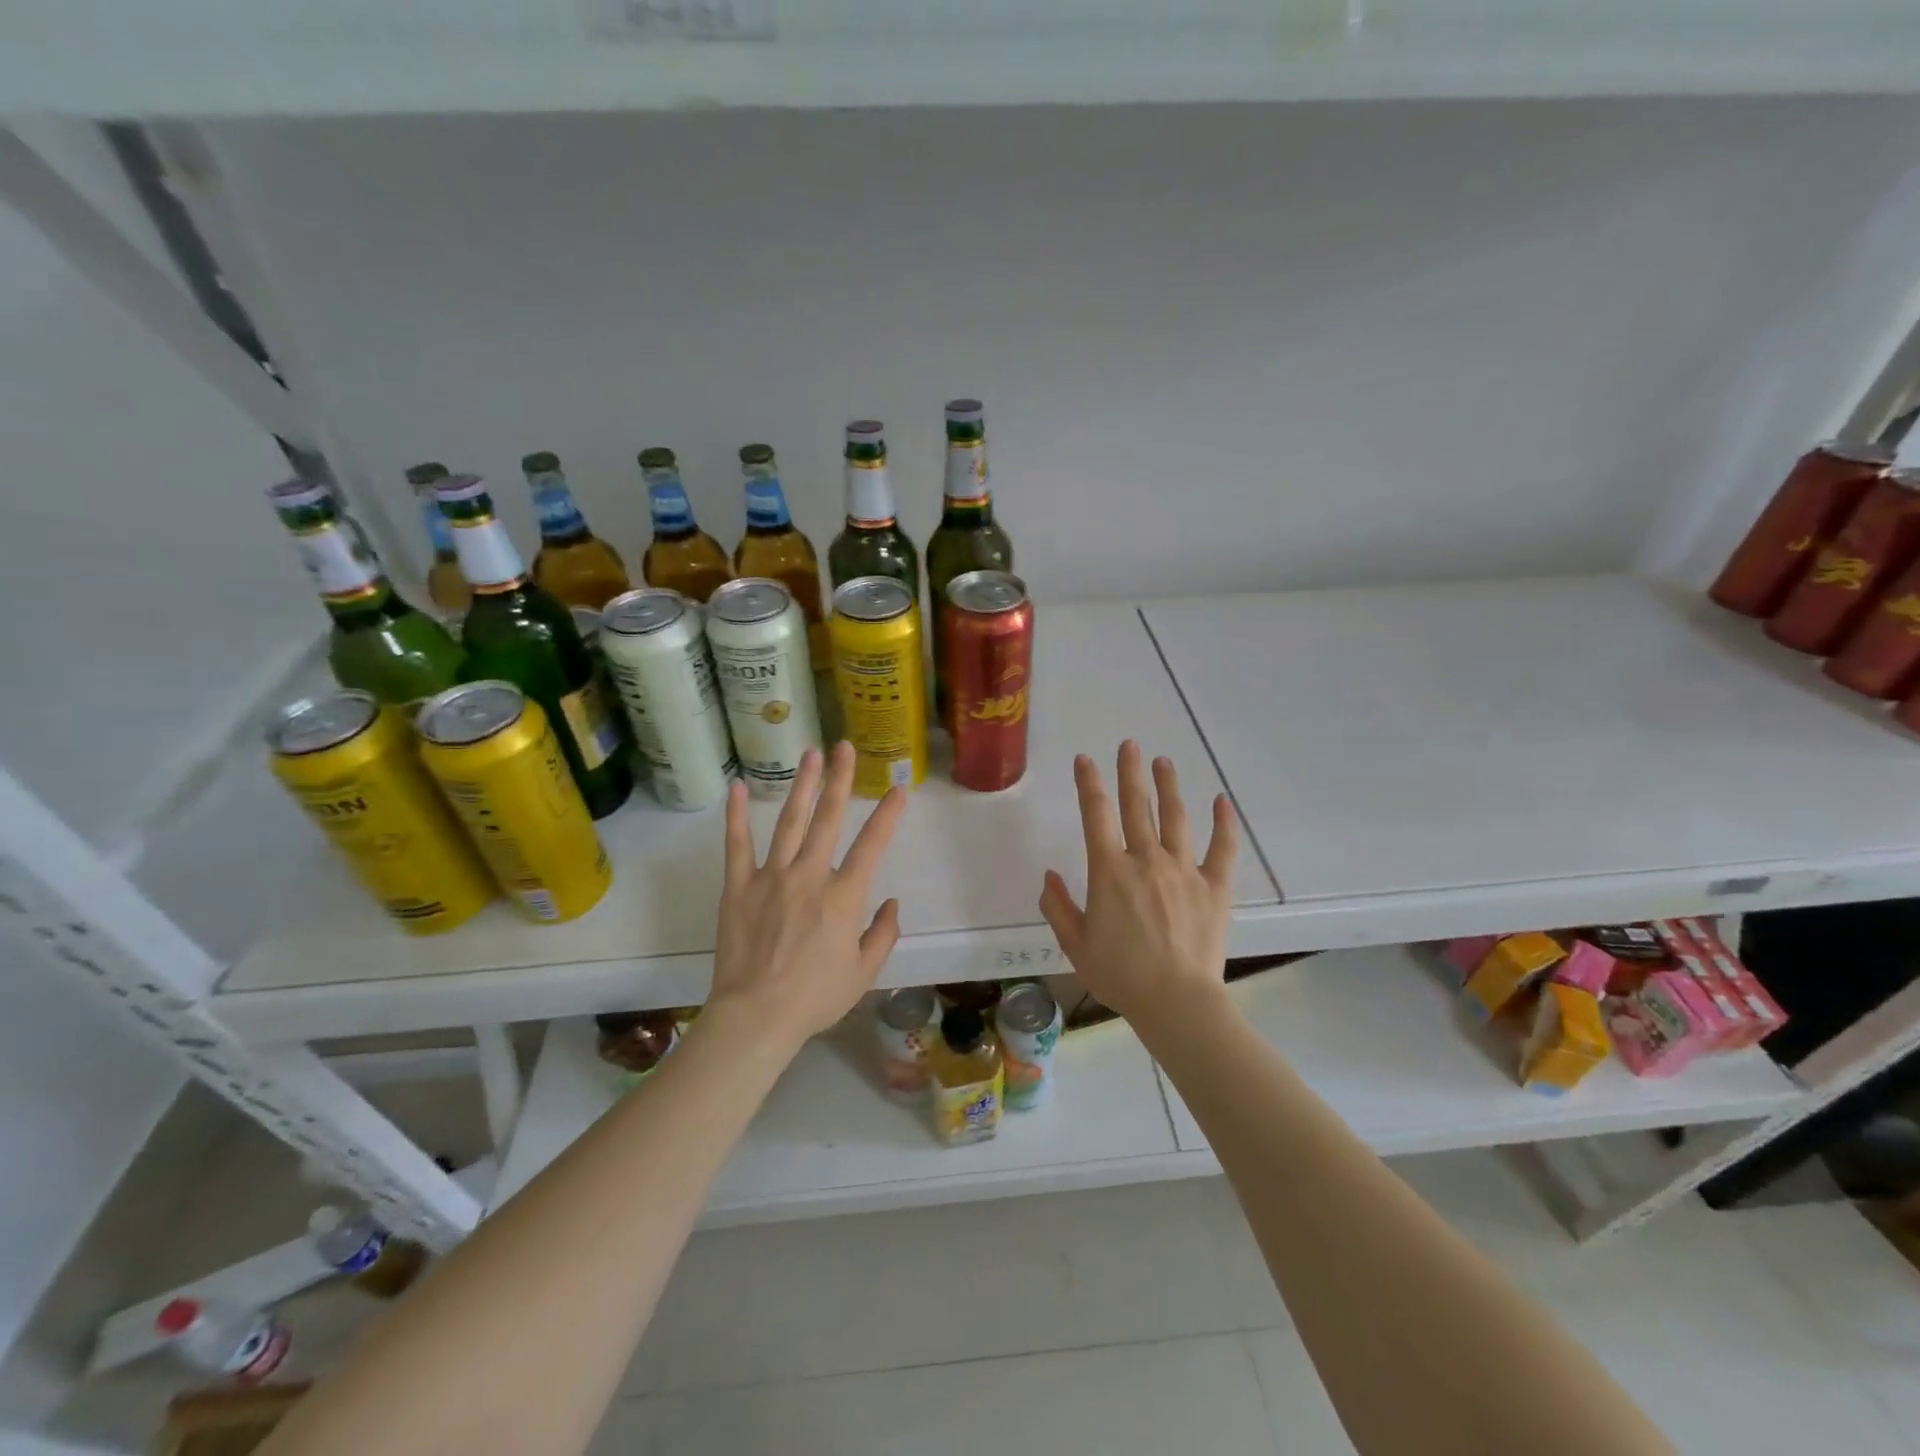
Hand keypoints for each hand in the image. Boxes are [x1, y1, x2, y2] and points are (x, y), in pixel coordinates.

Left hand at [708, 741, 907, 1050]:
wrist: (756, 1017)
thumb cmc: (815, 997)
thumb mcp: (863, 973)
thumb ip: (883, 934)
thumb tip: (892, 903)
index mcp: (843, 897)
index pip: (872, 846)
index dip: (887, 815)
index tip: (898, 789)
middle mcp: (809, 876)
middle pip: (828, 819)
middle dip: (840, 780)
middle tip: (846, 747)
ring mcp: (770, 877)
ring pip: (789, 822)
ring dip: (802, 785)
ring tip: (810, 754)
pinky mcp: (738, 887)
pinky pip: (737, 845)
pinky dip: (735, 815)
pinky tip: (736, 787)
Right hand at [1038, 741, 1237, 1026]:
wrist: (1176, 1002)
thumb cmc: (1120, 975)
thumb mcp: (1075, 944)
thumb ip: (1057, 906)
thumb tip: (1049, 875)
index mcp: (1109, 871)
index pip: (1095, 814)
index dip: (1089, 783)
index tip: (1085, 759)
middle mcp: (1146, 860)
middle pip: (1136, 805)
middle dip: (1130, 772)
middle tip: (1129, 744)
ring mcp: (1184, 870)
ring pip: (1175, 817)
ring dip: (1168, 786)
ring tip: (1164, 762)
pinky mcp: (1214, 887)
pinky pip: (1222, 848)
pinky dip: (1223, 823)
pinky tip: (1222, 801)